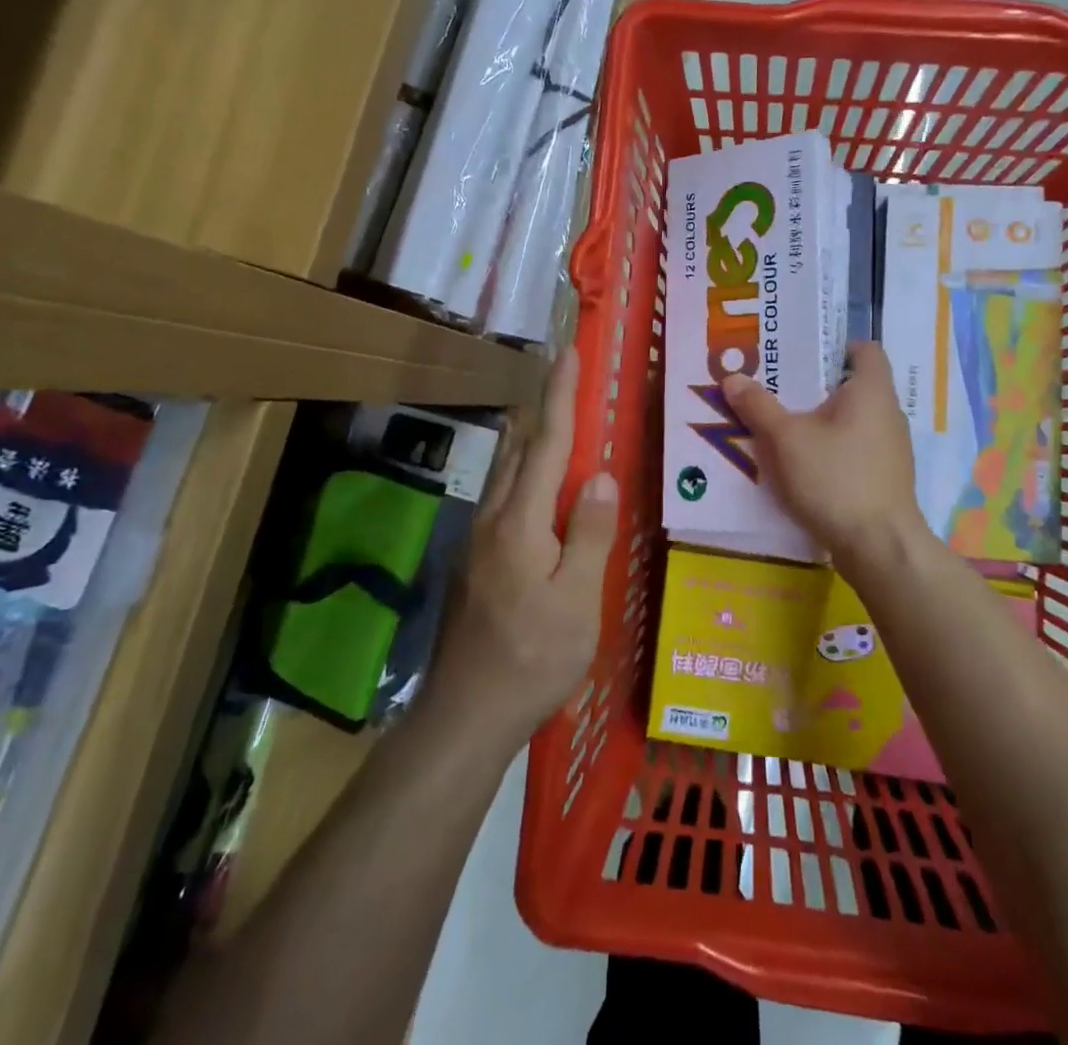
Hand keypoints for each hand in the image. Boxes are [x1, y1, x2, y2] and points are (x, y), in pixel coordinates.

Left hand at [433, 347, 618, 739]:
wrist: (466, 714)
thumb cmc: (532, 658)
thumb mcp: (577, 600)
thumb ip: (589, 534)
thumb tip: (601, 475)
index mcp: (521, 521)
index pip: (547, 443)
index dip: (561, 395)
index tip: (568, 352)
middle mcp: (494, 518)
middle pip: (522, 448)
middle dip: (545, 408)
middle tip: (571, 381)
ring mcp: (479, 539)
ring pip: (509, 473)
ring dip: (534, 440)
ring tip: (562, 425)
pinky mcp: (476, 560)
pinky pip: (506, 498)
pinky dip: (528, 475)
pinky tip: (544, 492)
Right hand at [722, 342, 922, 573]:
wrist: (879, 546)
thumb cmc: (835, 478)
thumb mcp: (785, 439)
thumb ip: (758, 406)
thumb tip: (732, 378)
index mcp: (872, 390)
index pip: (865, 349)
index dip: (836, 346)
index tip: (802, 356)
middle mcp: (889, 412)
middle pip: (854, 385)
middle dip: (816, 386)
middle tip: (778, 389)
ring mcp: (892, 447)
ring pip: (854, 420)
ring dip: (823, 420)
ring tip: (784, 427)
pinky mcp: (886, 477)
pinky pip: (857, 448)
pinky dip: (833, 448)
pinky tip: (804, 464)